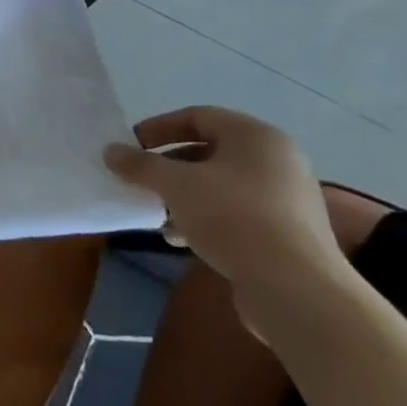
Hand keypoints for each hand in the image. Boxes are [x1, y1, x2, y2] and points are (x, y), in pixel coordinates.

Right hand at [103, 106, 350, 334]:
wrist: (295, 288)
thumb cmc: (233, 218)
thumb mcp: (175, 184)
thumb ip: (140, 164)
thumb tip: (111, 151)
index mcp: (256, 137)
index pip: (198, 116)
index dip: (159, 128)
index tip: (131, 147)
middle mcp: (276, 161)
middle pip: (209, 151)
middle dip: (168, 166)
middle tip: (140, 181)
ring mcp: (285, 198)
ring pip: (219, 185)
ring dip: (183, 196)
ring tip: (156, 214)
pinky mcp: (286, 233)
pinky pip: (235, 213)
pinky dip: (204, 219)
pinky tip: (180, 239)